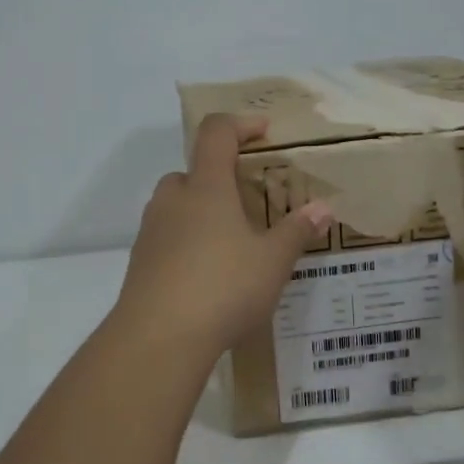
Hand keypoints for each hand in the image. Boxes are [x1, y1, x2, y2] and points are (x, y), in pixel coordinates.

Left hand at [114, 114, 332, 356]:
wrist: (158, 338)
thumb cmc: (223, 287)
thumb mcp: (272, 261)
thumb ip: (296, 231)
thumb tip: (323, 208)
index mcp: (206, 187)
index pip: (217, 134)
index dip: (240, 125)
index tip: (263, 132)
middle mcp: (173, 200)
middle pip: (192, 171)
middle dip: (218, 178)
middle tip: (247, 202)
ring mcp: (151, 232)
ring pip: (176, 206)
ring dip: (201, 213)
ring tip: (231, 243)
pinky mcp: (140, 263)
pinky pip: (167, 239)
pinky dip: (187, 244)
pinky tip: (208, 276)